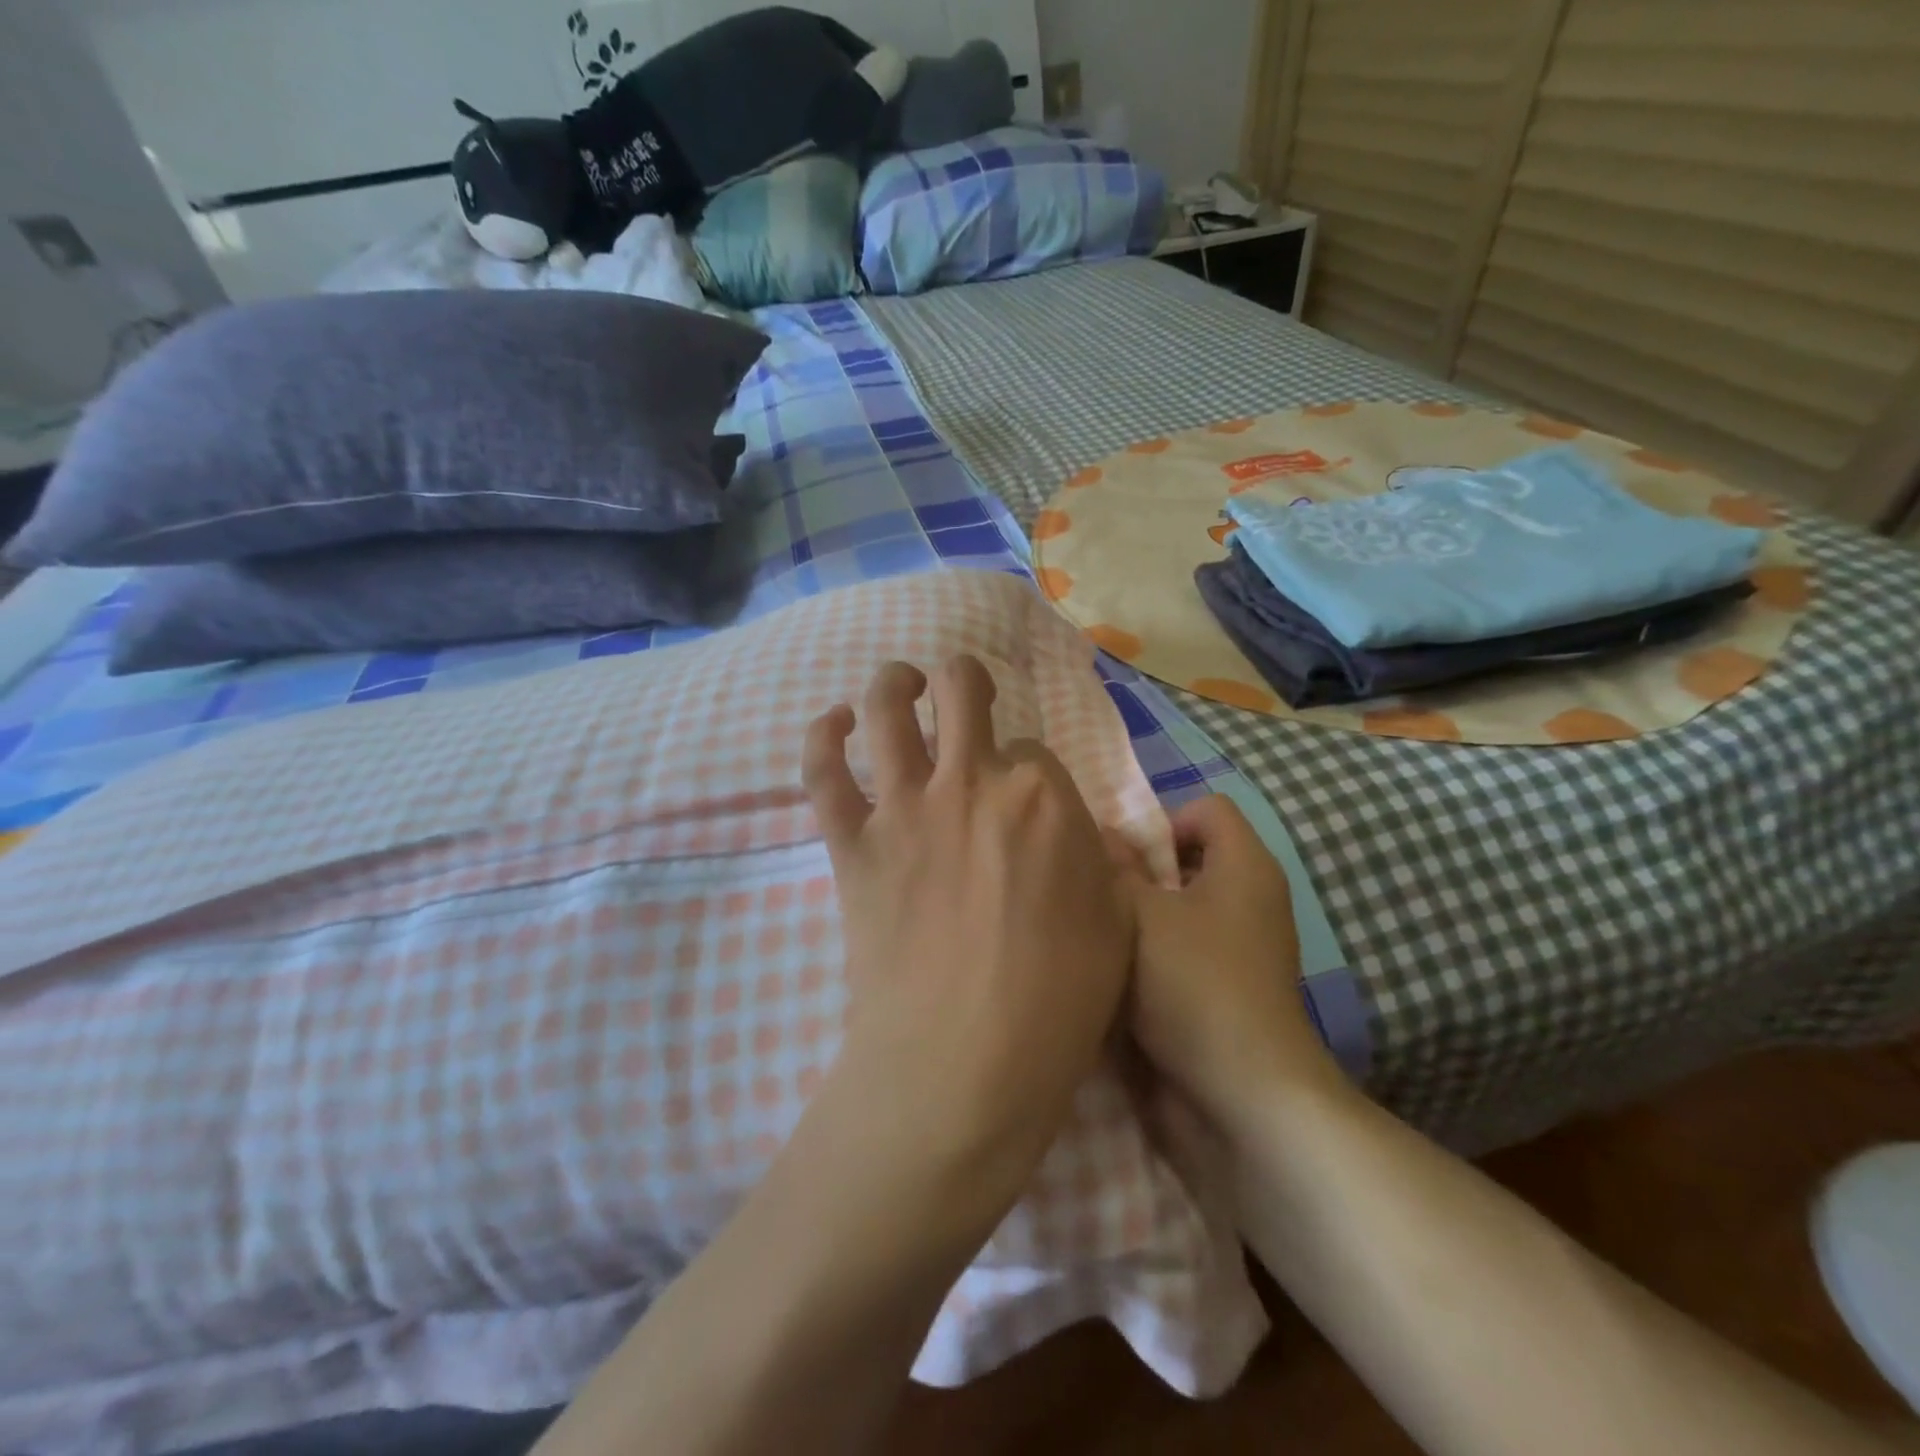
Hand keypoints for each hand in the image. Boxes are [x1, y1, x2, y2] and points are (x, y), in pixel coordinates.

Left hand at [802, 655, 1135, 1202]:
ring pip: (889, 708)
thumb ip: (1094, 858)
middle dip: (964, 681)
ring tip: (901, 682)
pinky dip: (821, 736)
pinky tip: (832, 722)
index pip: (1033, 749)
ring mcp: (905, 808)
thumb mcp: (1116, 922)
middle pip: (962, 691)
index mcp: (1043, 796)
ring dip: (894, 682)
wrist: (964, 1064)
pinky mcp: (853, 845)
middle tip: (963, 694)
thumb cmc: (1058, 1004)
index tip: (1022, 801)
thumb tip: (1070, 831)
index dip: (1028, 770)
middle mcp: (972, 782)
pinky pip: (823, 772)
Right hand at [1120, 795, 1339, 1130]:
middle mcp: (1253, 899)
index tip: (1127, 861)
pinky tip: (1124, 978)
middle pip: (1192, 859)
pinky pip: (1189, 950)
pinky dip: (1159, 955)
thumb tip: (1105, 835)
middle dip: (1143, 874)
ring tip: (1105, 938)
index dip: (1163, 822)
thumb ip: (1116, 867)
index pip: (1206, 808)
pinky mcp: (1232, 989)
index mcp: (1245, 865)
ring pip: (1185, 908)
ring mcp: (1246, 948)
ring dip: (1144, 919)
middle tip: (1104, 899)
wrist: (1243, 1097)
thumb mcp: (1139, 914)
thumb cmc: (1193, 984)